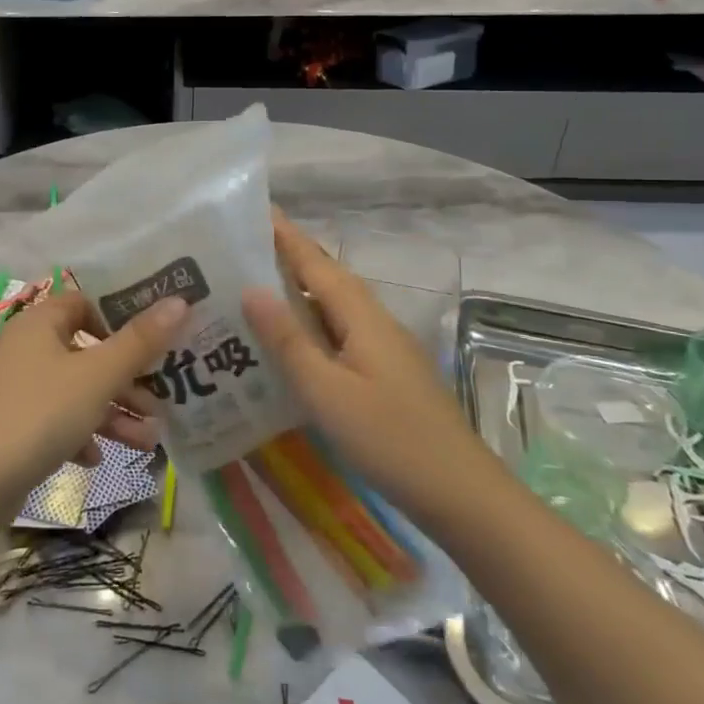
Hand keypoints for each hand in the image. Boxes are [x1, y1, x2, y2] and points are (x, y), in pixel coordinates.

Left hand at [0, 291, 187, 495]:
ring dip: (111, 411)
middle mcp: (25, 347)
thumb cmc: (38, 414)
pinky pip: (54, 420)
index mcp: (40, 322)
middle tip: (161, 401)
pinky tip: (95, 458)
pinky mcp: (9, 425)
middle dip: (126, 379)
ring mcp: (14, 388)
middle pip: (86, 352)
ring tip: (148, 441)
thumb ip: (140, 341)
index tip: (154, 341)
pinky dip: (78, 434)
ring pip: (75, 391)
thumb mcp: (97, 377)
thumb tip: (180, 301)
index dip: (120, 318)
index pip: (85, 302)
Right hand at [242, 210, 479, 504]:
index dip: (286, 236)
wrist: (461, 494)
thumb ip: (288, 341)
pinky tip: (288, 344)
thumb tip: (250, 289)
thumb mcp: (327, 392)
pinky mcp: (384, 374)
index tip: (256, 209)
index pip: (316, 264)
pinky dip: (309, 327)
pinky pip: (338, 334)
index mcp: (362, 317)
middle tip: (242, 249)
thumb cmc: (390, 438)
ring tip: (253, 290)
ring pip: (332, 308)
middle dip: (288, 258)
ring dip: (297, 293)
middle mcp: (374, 322)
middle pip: (326, 280)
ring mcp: (383, 349)